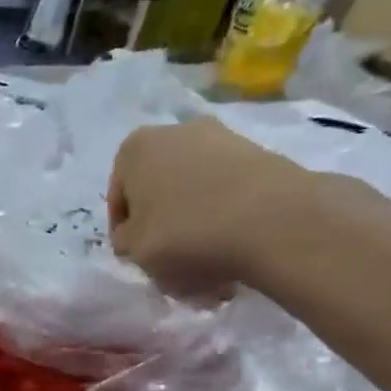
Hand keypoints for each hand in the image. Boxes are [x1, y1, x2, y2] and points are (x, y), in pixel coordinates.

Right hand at [107, 120, 312, 296]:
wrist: (272, 220)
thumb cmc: (184, 233)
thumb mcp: (135, 250)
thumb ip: (126, 240)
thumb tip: (137, 235)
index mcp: (134, 149)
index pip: (119, 198)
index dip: (125, 233)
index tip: (138, 257)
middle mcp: (175, 132)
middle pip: (159, 188)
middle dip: (162, 221)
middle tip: (170, 257)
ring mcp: (222, 138)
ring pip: (195, 189)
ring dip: (195, 220)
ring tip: (206, 259)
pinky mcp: (260, 153)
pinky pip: (229, 190)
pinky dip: (226, 215)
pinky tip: (234, 246)